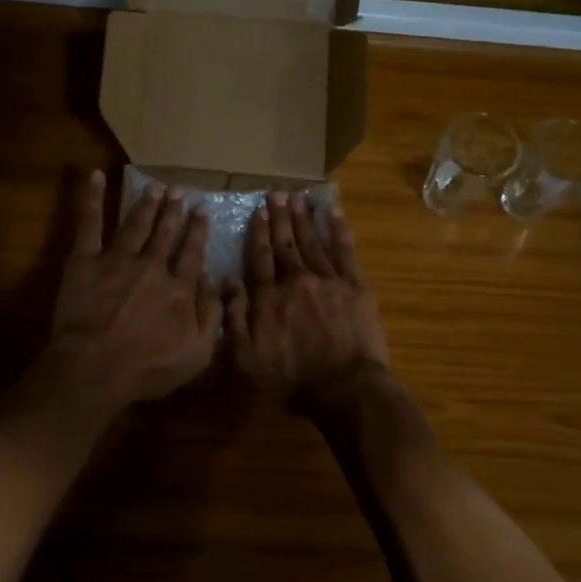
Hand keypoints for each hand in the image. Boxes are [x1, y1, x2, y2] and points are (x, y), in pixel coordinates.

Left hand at [49, 171, 221, 409]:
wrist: (96, 368)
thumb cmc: (146, 368)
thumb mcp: (197, 354)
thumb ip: (212, 317)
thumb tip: (218, 284)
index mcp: (178, 288)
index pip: (192, 254)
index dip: (198, 231)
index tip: (202, 212)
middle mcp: (152, 266)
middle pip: (165, 234)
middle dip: (173, 211)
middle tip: (178, 190)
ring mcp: (117, 260)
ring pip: (136, 224)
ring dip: (146, 204)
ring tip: (154, 187)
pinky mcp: (85, 261)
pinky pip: (88, 223)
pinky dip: (91, 198)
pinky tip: (95, 176)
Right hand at [225, 192, 391, 417]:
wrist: (344, 387)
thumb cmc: (291, 380)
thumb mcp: (246, 357)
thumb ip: (234, 317)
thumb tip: (226, 280)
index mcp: (268, 297)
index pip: (261, 258)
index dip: (259, 233)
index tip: (259, 211)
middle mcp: (295, 280)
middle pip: (285, 244)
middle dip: (280, 217)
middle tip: (277, 193)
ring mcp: (327, 279)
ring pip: (312, 241)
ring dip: (303, 218)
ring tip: (298, 198)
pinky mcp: (354, 285)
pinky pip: (344, 250)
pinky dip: (338, 229)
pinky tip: (333, 212)